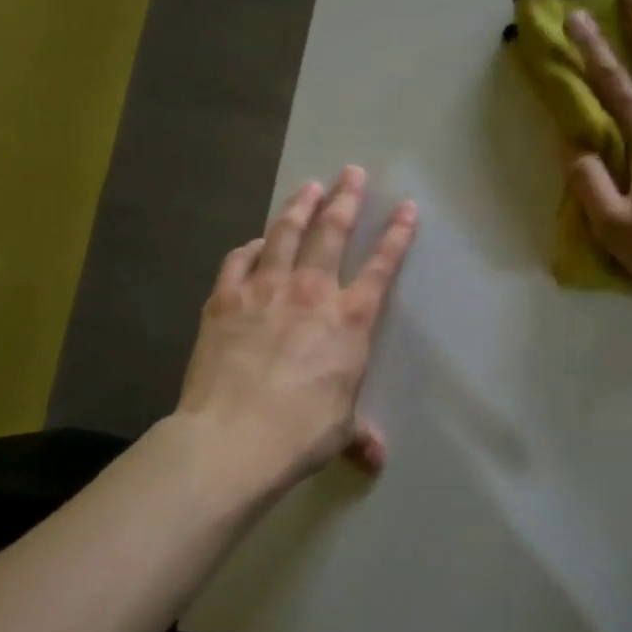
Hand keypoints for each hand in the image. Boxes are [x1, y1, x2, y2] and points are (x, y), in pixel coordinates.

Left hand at [176, 166, 416, 493]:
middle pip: (331, 232)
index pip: (382, 266)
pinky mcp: (225, 299)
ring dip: (299, 207)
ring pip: (284, 234)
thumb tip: (376, 459)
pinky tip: (253, 243)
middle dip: (345, 199)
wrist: (233, 438)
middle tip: (351, 172)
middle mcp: (311, 293)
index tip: (406, 207)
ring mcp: (265, 290)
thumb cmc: (300, 433)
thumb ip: (359, 434)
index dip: (397, 234)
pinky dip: (249, 248)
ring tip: (309, 187)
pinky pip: (239, 261)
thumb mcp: (340, 431)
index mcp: (349, 320)